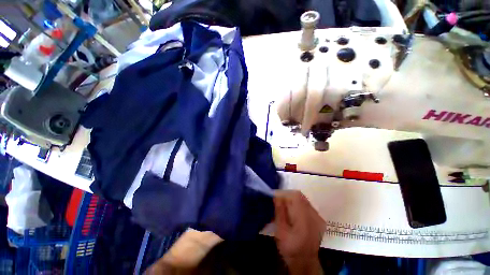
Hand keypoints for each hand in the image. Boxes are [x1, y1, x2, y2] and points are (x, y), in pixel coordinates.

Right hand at [274, 190, 325, 274]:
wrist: (305, 262)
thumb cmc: (290, 248)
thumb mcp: (281, 231)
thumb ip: (279, 212)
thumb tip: (276, 196)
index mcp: (304, 219)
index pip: (296, 196)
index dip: (285, 194)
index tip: (277, 198)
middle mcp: (314, 215)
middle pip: (300, 196)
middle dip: (289, 197)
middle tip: (280, 204)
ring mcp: (319, 217)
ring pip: (304, 200)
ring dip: (294, 201)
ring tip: (287, 210)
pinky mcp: (320, 220)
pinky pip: (308, 206)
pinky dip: (300, 206)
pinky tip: (295, 215)